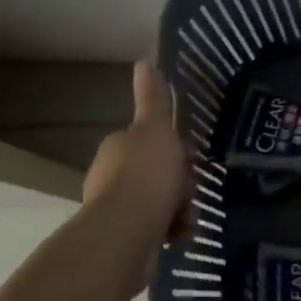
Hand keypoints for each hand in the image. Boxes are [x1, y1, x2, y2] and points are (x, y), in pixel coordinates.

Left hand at [83, 61, 189, 253]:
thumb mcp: (157, 129)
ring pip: (158, 202)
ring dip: (177, 208)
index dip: (172, 148)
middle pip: (157, 172)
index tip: (189, 157)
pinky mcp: (122, 240)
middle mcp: (110, 176)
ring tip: (186, 217)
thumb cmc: (145, 174)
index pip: (150, 141)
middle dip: (178, 182)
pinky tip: (178, 234)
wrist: (126, 233)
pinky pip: (155, 229)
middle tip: (190, 190)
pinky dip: (170, 231)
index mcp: (117, 147)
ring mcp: (114, 210)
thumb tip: (144, 60)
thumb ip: (154, 98)